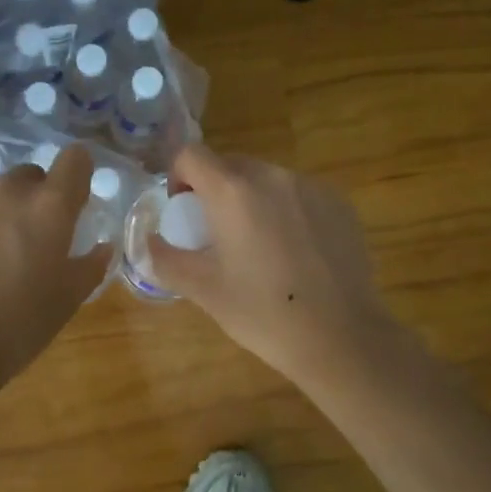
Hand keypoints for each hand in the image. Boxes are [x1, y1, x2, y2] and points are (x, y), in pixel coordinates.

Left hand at [0, 147, 111, 383]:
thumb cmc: (16, 327)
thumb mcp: (67, 301)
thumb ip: (90, 266)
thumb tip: (102, 247)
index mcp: (50, 207)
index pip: (75, 159)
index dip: (78, 175)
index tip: (74, 202)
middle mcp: (8, 189)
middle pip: (31, 176)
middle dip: (35, 200)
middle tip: (28, 242)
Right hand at [149, 145, 396, 386]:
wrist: (342, 336)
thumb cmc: (264, 313)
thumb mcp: (204, 290)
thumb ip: (165, 259)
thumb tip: (148, 242)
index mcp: (233, 191)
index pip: (191, 154)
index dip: (178, 176)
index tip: (183, 211)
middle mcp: (273, 176)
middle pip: (230, 164)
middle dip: (215, 190)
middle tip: (217, 234)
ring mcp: (311, 187)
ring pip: (267, 179)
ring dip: (252, 200)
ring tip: (259, 247)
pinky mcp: (339, 203)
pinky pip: (299, 194)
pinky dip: (286, 211)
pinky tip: (295, 254)